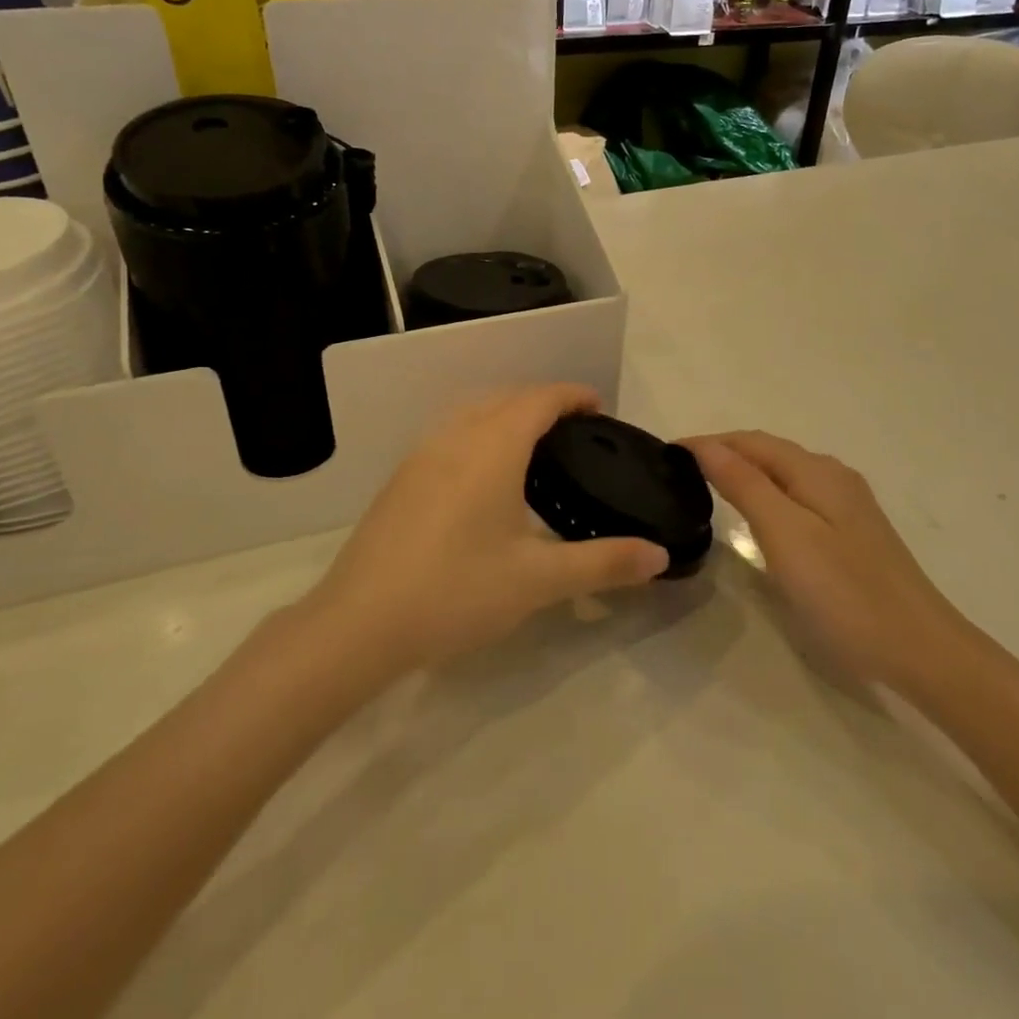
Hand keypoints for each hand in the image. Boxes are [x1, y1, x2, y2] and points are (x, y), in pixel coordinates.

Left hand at [306, 384, 669, 674]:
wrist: (359, 623)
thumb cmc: (457, 591)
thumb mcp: (539, 580)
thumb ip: (603, 562)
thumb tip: (659, 555)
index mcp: (492, 447)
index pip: (539, 399)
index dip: (572, 395)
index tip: (599, 407)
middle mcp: (455, 437)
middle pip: (505, 397)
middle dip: (543, 401)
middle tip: (575, 429)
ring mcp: (421, 456)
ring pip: (472, 412)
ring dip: (507, 413)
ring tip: (534, 446)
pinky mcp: (401, 479)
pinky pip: (450, 434)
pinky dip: (479, 433)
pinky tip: (484, 477)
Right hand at [686, 431, 968, 690]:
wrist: (922, 650)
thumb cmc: (844, 592)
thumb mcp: (785, 534)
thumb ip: (745, 484)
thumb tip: (706, 445)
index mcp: (816, 471)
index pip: (751, 441)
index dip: (708, 442)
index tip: (666, 454)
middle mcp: (833, 477)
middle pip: (769, 452)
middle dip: (725, 452)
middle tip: (680, 471)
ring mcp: (848, 505)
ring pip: (785, 474)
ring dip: (746, 471)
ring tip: (708, 487)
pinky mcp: (853, 533)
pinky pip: (798, 496)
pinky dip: (767, 493)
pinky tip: (758, 515)